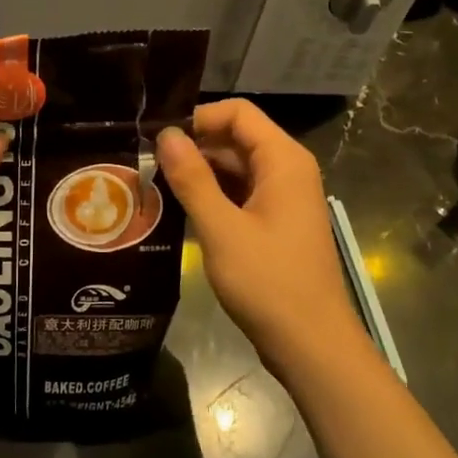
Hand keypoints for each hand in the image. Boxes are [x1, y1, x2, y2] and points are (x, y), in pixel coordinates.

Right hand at [157, 100, 374, 386]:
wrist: (311, 344)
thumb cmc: (269, 283)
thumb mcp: (222, 229)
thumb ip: (192, 179)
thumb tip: (166, 135)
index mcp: (283, 161)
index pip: (238, 113)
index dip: (198, 118)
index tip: (158, 139)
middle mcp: (287, 171)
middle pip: (236, 139)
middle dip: (193, 148)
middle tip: (146, 165)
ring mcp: (283, 199)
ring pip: (236, 169)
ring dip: (199, 175)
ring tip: (154, 187)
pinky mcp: (275, 224)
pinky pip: (240, 195)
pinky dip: (212, 198)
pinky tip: (179, 212)